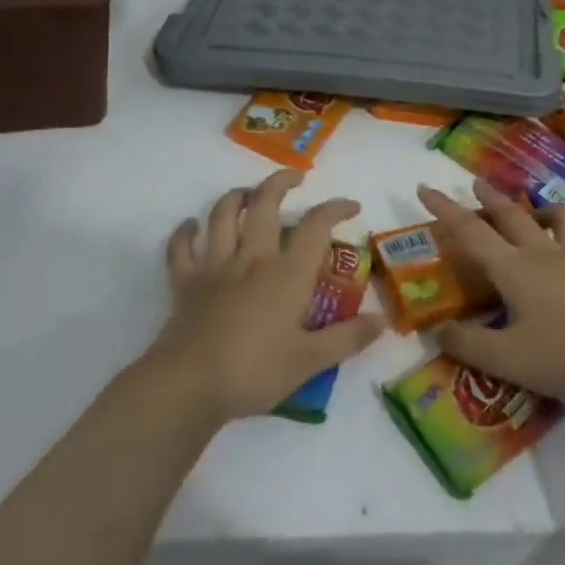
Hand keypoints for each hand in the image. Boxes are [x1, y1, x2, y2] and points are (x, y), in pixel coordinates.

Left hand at [149, 170, 384, 424]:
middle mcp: (252, 258)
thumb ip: (348, 338)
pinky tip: (190, 226)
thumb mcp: (310, 362)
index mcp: (287, 274)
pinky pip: (182, 248)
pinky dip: (185, 232)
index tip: (351, 206)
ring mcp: (216, 267)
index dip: (335, 208)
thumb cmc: (254, 372)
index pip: (316, 226)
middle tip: (295, 177)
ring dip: (237, 197)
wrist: (188, 386)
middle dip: (281, 182)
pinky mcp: (186, 282)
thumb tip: (382, 320)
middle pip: (266, 203)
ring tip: (249, 193)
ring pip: (223, 215)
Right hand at [418, 180, 564, 404]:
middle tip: (477, 182)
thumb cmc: (563, 356)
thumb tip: (437, 332)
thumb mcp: (505, 359)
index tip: (425, 187)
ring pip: (561, 220)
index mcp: (515, 268)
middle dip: (491, 198)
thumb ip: (468, 344)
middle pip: (513, 216)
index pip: (471, 231)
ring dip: (544, 209)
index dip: (445, 209)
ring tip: (536, 212)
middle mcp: (545, 254)